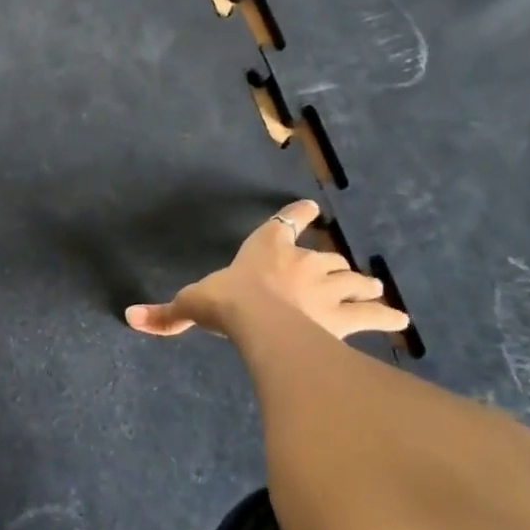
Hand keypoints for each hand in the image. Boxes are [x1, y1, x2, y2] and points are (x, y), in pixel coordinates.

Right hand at [125, 200, 410, 342]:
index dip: (297, 216)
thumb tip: (129, 318)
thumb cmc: (227, 302)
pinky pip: (372, 314)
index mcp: (266, 250)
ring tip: (374, 289)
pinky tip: (400, 320)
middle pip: (324, 258)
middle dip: (331, 265)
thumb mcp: (193, 305)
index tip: (310, 207)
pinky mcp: (345, 316)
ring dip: (361, 285)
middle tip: (341, 272)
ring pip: (352, 282)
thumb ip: (167, 313)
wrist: (261, 322)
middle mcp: (301, 263)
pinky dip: (386, 316)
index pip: (283, 225)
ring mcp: (327, 288)